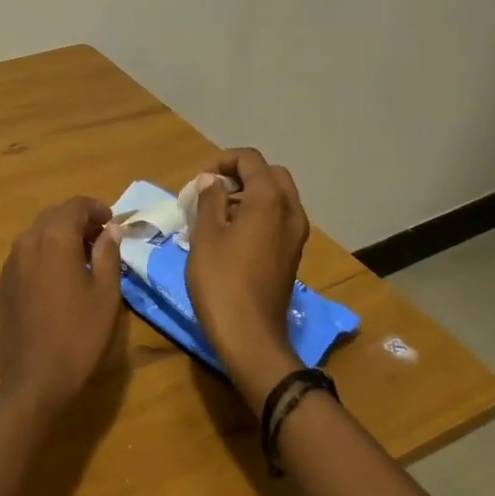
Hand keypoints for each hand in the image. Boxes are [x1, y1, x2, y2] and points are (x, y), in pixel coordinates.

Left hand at [0, 198, 123, 422]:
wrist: (34, 379)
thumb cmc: (79, 335)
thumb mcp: (106, 294)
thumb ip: (108, 254)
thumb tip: (110, 230)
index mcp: (54, 239)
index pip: (76, 205)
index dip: (97, 209)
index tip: (113, 224)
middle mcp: (27, 242)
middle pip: (54, 215)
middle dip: (78, 221)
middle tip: (101, 240)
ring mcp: (10, 263)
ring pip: (37, 234)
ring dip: (60, 236)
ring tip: (83, 259)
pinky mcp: (2, 284)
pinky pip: (26, 255)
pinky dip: (44, 254)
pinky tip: (58, 279)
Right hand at [185, 148, 309, 413]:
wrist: (250, 336)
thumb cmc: (221, 281)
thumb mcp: (205, 235)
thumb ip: (209, 200)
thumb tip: (211, 180)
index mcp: (269, 199)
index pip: (250, 159)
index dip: (221, 161)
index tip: (198, 181)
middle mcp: (290, 211)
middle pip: (269, 175)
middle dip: (240, 175)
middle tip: (211, 192)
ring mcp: (296, 235)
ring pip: (276, 198)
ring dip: (248, 196)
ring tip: (215, 216)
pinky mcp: (292, 255)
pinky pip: (278, 220)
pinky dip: (257, 216)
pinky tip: (230, 238)